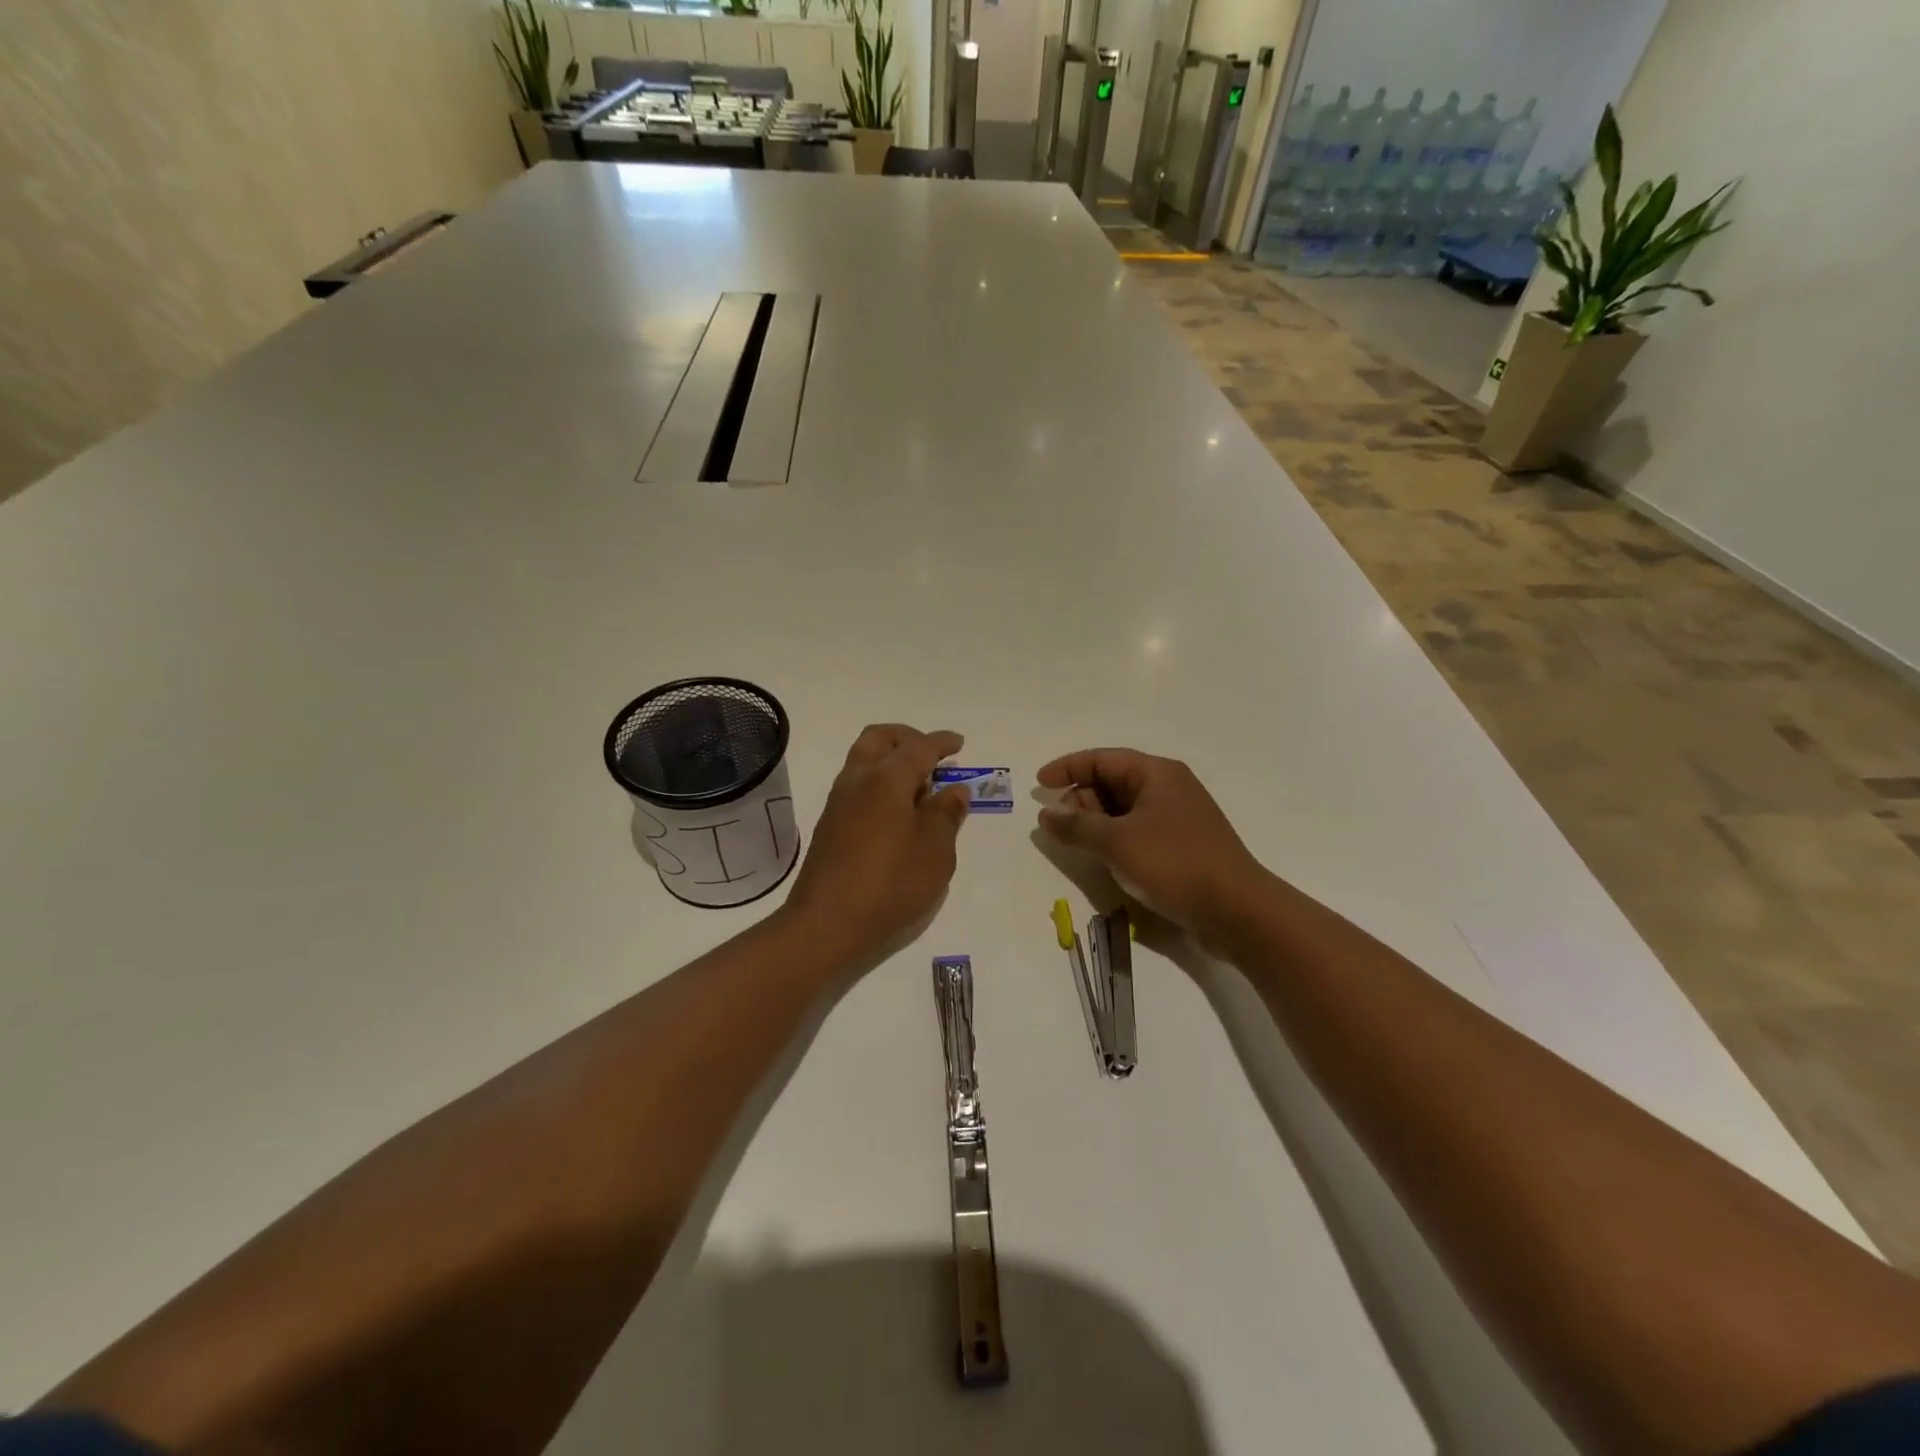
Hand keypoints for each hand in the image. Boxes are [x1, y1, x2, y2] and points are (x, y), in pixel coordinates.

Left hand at [785, 724, 971, 962]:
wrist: (826, 923)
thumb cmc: (890, 884)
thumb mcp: (935, 852)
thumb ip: (947, 815)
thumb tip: (954, 790)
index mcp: (886, 779)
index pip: (918, 747)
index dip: (942, 742)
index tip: (959, 744)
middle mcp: (857, 780)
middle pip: (880, 739)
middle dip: (908, 738)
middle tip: (932, 757)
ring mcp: (838, 802)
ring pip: (864, 760)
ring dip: (891, 761)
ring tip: (920, 790)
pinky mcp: (830, 824)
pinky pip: (858, 785)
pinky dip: (880, 783)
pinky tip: (898, 813)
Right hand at [1037, 748, 1269, 943]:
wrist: (1236, 911)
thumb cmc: (1174, 864)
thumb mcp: (1117, 842)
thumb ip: (1076, 826)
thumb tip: (1046, 814)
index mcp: (1157, 774)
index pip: (1102, 758)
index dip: (1067, 768)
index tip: (1039, 785)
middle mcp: (1168, 788)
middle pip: (1112, 782)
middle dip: (1080, 799)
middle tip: (1059, 825)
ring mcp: (1176, 818)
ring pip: (1123, 810)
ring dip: (1096, 823)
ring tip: (1076, 844)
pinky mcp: (1179, 846)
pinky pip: (1136, 831)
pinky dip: (1114, 839)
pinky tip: (1103, 859)